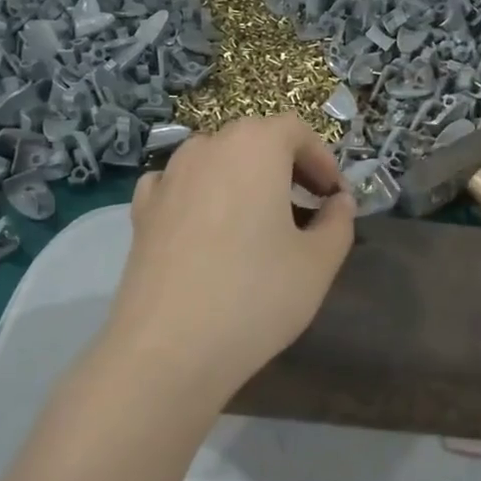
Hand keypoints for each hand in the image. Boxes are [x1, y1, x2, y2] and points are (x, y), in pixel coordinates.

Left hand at [97, 115, 354, 401]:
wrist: (168, 349)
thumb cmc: (256, 296)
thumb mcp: (318, 262)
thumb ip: (338, 222)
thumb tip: (338, 202)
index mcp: (254, 147)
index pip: (295, 131)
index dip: (321, 159)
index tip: (333, 196)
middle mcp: (207, 147)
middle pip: (254, 141)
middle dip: (285, 167)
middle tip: (306, 209)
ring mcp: (168, 177)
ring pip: (216, 161)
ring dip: (244, 179)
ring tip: (259, 222)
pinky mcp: (141, 210)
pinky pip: (180, 186)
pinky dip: (202, 195)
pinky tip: (210, 229)